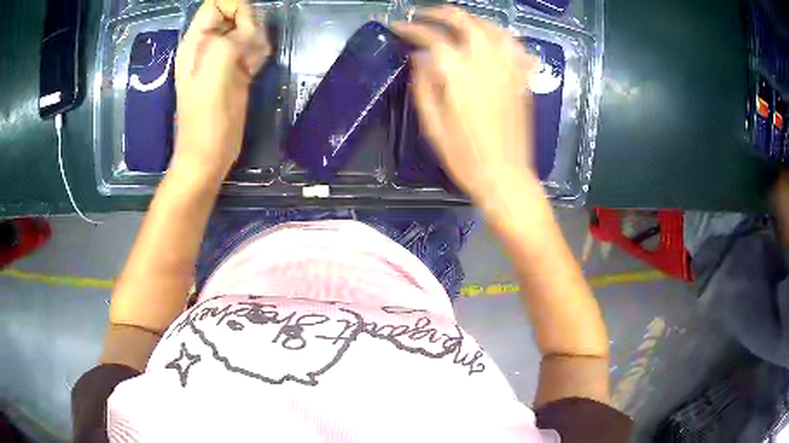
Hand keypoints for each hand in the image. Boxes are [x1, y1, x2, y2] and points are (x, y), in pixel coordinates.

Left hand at [173, 0, 270, 177]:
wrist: (209, 155)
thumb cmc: (208, 117)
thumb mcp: (215, 70)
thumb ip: (229, 38)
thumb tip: (247, 29)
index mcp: (196, 42)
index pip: (216, 4)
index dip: (235, 8)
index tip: (245, 29)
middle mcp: (208, 45)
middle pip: (234, 13)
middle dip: (248, 24)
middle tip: (247, 50)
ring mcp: (222, 59)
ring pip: (246, 30)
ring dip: (256, 40)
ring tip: (250, 63)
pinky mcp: (235, 71)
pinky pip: (251, 48)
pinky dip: (258, 52)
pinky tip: (254, 68)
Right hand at [392, 8, 536, 203]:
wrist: (504, 175)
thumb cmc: (464, 156)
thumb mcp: (432, 124)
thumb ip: (424, 85)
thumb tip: (419, 58)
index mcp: (459, 75)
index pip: (431, 38)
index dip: (411, 29)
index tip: (398, 27)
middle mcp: (485, 63)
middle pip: (463, 22)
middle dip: (440, 13)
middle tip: (423, 16)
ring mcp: (507, 69)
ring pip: (491, 27)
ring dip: (470, 18)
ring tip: (455, 21)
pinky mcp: (520, 79)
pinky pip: (514, 46)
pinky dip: (499, 34)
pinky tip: (489, 36)